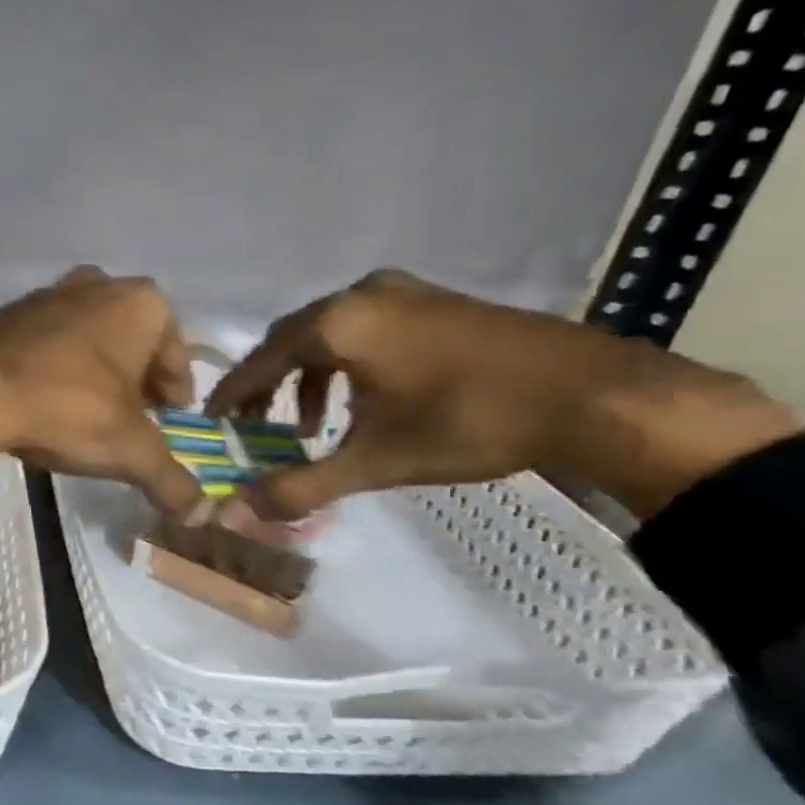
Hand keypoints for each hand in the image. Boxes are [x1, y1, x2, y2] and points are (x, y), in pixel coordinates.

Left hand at [0, 268, 202, 516]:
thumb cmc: (68, 408)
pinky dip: (57, 371)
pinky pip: (47, 346)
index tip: (172, 417)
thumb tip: (202, 515)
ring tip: (92, 415)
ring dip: (96, 373)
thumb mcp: (130, 451)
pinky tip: (47, 404)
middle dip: (137, 380)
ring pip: (88, 340)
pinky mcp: (6, 315)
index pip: (176, 353)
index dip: (177, 390)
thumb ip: (170, 480)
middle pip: (132, 342)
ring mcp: (47, 295)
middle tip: (137, 418)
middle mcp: (97, 285)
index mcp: (141, 303)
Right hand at [205, 270, 801, 519]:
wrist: (594, 395)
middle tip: (255, 426)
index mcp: (338, 324)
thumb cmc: (469, 422)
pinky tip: (363, 401)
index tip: (210, 419)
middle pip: (291, 340)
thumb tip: (236, 512)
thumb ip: (300, 486)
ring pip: (329, 334)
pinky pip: (365, 328)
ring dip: (308, 378)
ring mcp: (404, 292)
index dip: (232, 393)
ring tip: (310, 425)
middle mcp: (362, 295)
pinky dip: (345, 364)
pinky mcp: (435, 301)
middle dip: (268, 385)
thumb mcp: (375, 461)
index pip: (261, 360)